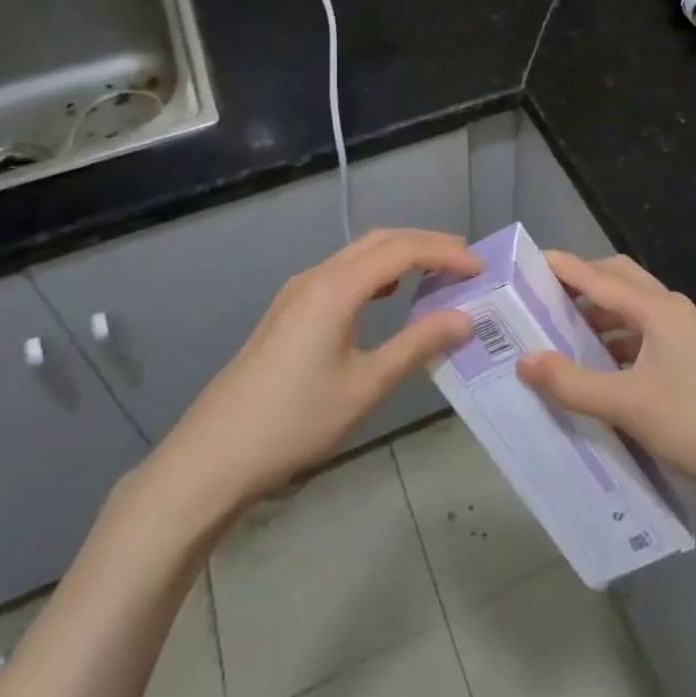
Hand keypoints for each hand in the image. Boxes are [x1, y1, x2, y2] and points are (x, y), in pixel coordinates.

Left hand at [146, 229, 478, 511]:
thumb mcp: (365, 386)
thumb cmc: (295, 422)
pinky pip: (342, 272)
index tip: (481, 269)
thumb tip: (465, 318)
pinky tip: (387, 295)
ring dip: (400, 254)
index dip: (445, 253)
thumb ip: (417, 345)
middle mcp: (316, 277)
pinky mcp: (288, 310)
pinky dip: (376, 271)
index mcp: (336, 288)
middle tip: (467, 262)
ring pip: (358, 254)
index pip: (402, 250)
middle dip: (427, 244)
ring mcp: (297, 291)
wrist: (214, 455)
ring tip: (437, 273)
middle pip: (380, 241)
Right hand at [516, 252, 695, 509]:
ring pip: (630, 308)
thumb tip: (523, 360)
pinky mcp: (688, 356)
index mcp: (656, 309)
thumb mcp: (629, 406)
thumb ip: (573, 383)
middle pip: (616, 279)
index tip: (522, 263)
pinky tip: (596, 366)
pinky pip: (641, 333)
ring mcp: (682, 332)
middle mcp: (669, 309)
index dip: (559, 267)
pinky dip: (614, 339)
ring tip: (557, 333)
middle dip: (579, 283)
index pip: (596, 276)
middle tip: (539, 298)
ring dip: (596, 314)